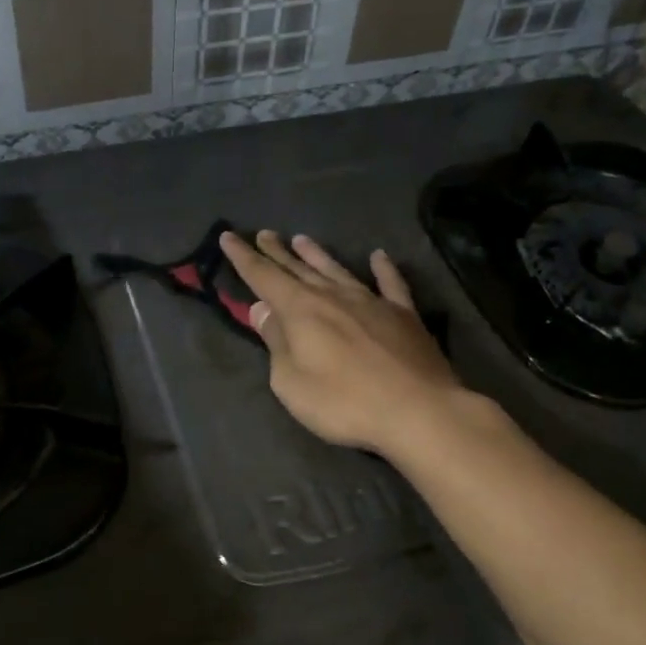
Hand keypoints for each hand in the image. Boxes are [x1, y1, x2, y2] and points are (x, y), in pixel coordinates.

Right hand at [220, 230, 463, 457]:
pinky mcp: (404, 315)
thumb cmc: (344, 402)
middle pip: (298, 269)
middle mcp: (333, 296)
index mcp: (301, 310)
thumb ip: (276, 343)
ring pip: (337, 270)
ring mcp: (371, 302)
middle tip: (263, 234)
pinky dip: (383, 268)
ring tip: (301, 239)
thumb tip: (263, 310)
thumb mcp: (292, 382)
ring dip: (317, 255)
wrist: (418, 410)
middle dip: (277, 252)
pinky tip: (379, 256)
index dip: (243, 257)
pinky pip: (390, 283)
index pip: (264, 277)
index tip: (228, 236)